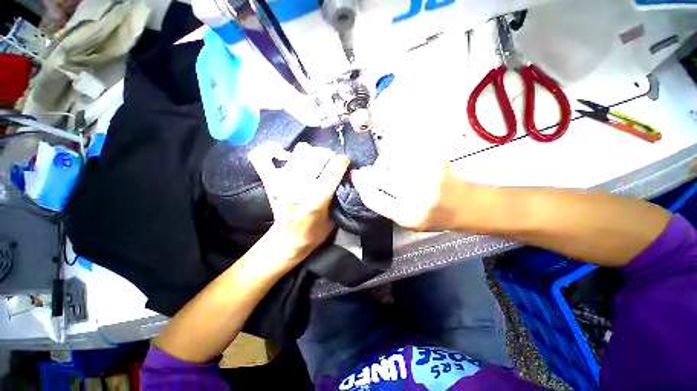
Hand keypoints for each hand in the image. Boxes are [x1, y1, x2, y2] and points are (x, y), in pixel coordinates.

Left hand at [250, 142, 348, 266]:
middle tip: (330, 163)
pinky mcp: (270, 181)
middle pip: (319, 154)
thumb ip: (341, 195)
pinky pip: (264, 156)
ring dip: (311, 153)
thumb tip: (345, 174)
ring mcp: (282, 182)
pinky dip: (273, 151)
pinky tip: (284, 156)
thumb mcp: (335, 218)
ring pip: (301, 150)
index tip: (344, 163)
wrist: (287, 241)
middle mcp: (299, 187)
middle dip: (329, 155)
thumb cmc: (314, 232)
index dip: (343, 161)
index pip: (335, 167)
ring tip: (313, 162)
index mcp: (317, 199)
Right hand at [351, 154, 464, 231]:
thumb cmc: (434, 217)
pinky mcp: (436, 159)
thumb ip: (388, 207)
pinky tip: (402, 158)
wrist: (465, 206)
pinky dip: (400, 152)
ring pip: (391, 159)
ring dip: (384, 162)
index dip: (361, 187)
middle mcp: (416, 196)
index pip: (373, 198)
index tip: (356, 179)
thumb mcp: (408, 222)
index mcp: (407, 215)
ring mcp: (427, 175)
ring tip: (386, 166)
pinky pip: (407, 150)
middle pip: (379, 177)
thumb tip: (366, 188)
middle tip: (364, 171)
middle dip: (368, 173)